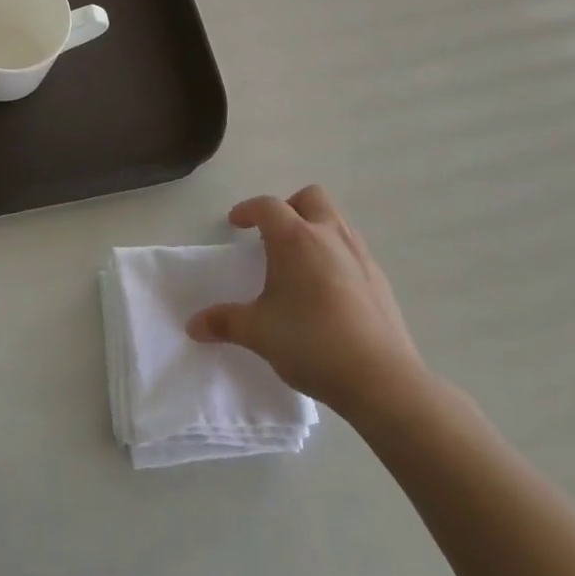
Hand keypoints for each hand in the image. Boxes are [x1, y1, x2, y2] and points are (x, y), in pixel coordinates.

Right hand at [187, 185, 430, 418]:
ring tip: (299, 263)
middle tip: (273, 235)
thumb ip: (224, 322)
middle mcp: (329, 236)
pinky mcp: (380, 279)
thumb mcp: (258, 333)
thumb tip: (193, 325)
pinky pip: (353, 250)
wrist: (381, 378)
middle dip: (289, 207)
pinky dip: (336, 255)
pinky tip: (328, 291)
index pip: (268, 206)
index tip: (237, 223)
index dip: (249, 210)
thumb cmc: (311, 342)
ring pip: (336, 221)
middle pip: (310, 197)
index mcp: (295, 239)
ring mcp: (360, 255)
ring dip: (315, 228)